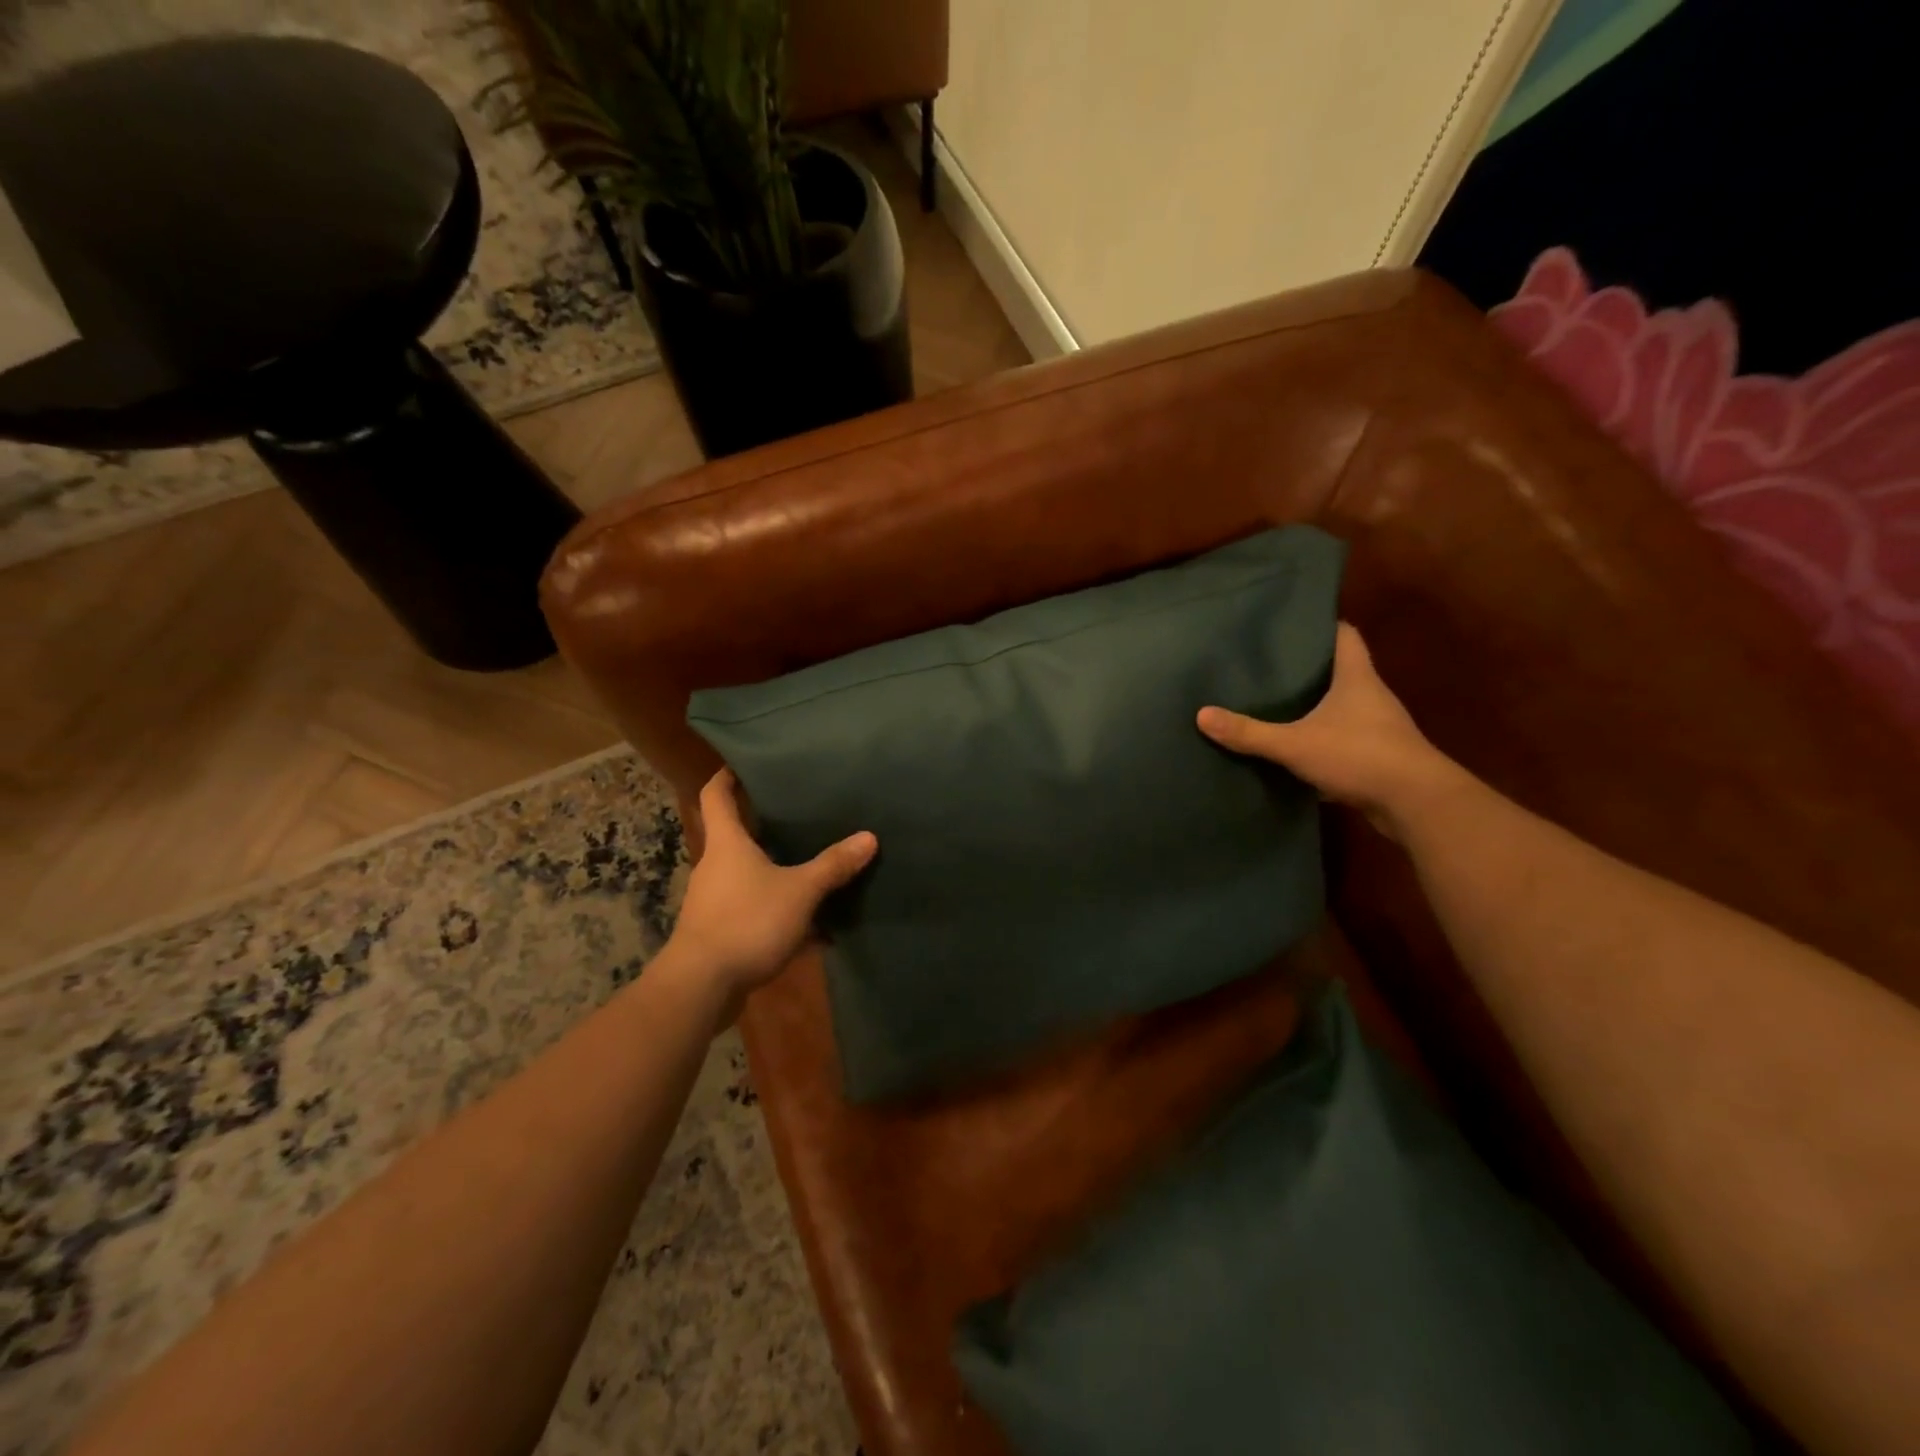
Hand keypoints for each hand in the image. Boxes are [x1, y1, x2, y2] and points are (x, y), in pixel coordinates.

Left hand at [668, 770, 877, 1011]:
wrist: (701, 986)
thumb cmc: (746, 922)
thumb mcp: (800, 892)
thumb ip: (833, 865)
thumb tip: (869, 837)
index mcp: (727, 844)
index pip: (716, 795)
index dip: (727, 775)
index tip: (744, 763)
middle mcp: (716, 866)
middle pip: (735, 835)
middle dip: (764, 826)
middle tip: (799, 813)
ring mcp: (714, 901)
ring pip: (749, 876)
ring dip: (776, 872)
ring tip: (813, 868)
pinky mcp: (719, 932)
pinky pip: (754, 911)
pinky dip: (780, 913)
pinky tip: (813, 929)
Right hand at [1197, 623, 1461, 838]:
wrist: (1417, 804)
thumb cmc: (1359, 755)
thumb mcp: (1295, 744)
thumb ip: (1250, 733)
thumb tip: (1202, 715)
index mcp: (1357, 678)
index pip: (1345, 635)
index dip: (1323, 625)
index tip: (1293, 623)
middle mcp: (1372, 697)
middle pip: (1341, 671)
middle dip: (1309, 669)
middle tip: (1269, 666)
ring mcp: (1380, 729)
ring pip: (1343, 709)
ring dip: (1316, 708)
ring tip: (1276, 706)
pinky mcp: (1379, 759)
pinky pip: (1345, 741)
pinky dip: (1323, 742)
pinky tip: (1296, 751)